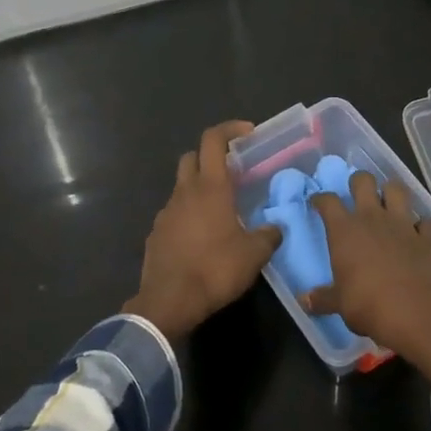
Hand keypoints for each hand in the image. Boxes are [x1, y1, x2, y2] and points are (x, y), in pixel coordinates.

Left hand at [123, 122, 282, 340]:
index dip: (229, 129)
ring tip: (221, 212)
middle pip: (192, 158)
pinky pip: (174, 215)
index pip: (213, 140)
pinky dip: (188, 216)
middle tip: (232, 173)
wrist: (169, 302)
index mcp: (210, 188)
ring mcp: (165, 213)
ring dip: (199, 190)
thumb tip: (275, 229)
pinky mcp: (155, 234)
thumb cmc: (215, 270)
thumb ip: (269, 235)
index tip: (247, 133)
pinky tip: (202, 239)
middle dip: (210, 157)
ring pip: (182, 188)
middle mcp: (184, 193)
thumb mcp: (254, 254)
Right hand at [305, 171, 430, 380]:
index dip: (321, 199)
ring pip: (398, 190)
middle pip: (364, 181)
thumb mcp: (339, 304)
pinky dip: (423, 225)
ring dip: (392, 193)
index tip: (318, 203)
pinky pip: (427, 222)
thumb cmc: (367, 305)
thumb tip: (304, 301)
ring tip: (389, 204)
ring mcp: (403, 224)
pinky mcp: (428, 238)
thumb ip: (323, 298)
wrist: (414, 313)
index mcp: (344, 230)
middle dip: (358, 182)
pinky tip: (419, 233)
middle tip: (356, 194)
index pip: (327, 202)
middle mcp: (373, 218)